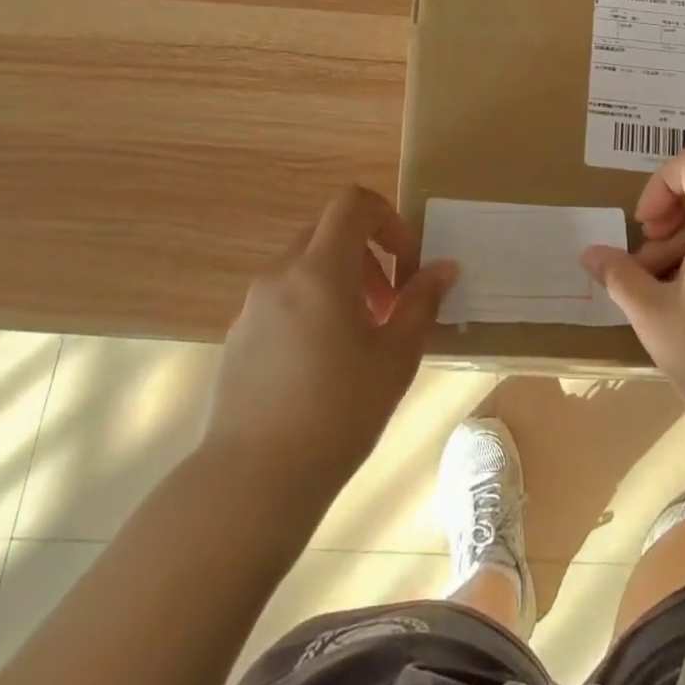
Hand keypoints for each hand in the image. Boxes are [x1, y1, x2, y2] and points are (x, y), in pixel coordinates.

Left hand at [203, 187, 455, 506]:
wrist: (252, 481)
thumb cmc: (337, 413)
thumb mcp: (395, 358)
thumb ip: (421, 303)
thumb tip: (444, 268)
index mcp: (320, 269)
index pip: (352, 203)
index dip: (387, 218)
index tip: (405, 263)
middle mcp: (281, 275)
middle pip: (328, 232)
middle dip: (368, 255)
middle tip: (388, 305)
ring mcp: (254, 305)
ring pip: (305, 266)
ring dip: (341, 282)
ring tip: (360, 338)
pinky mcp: (239, 335)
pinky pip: (283, 297)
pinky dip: (312, 305)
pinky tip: (322, 363)